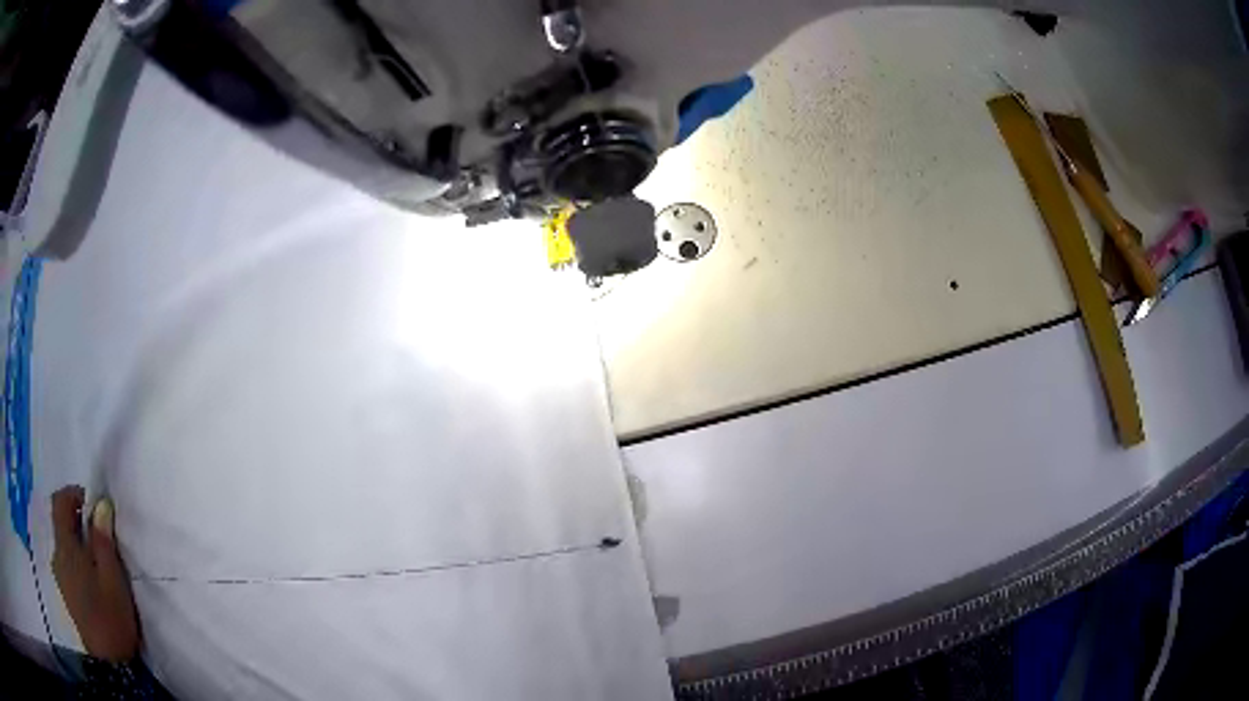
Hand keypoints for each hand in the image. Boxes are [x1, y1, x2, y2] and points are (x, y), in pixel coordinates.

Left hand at [51, 486, 139, 662]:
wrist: (109, 665)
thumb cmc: (110, 618)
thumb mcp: (112, 580)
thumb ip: (103, 540)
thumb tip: (101, 504)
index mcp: (65, 547)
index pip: (59, 502)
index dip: (73, 494)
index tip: (92, 504)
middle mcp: (57, 555)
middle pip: (61, 524)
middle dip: (78, 523)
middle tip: (101, 538)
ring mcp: (60, 575)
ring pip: (65, 547)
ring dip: (78, 545)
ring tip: (99, 565)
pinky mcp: (65, 593)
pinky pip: (66, 564)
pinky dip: (77, 562)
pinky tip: (92, 583)